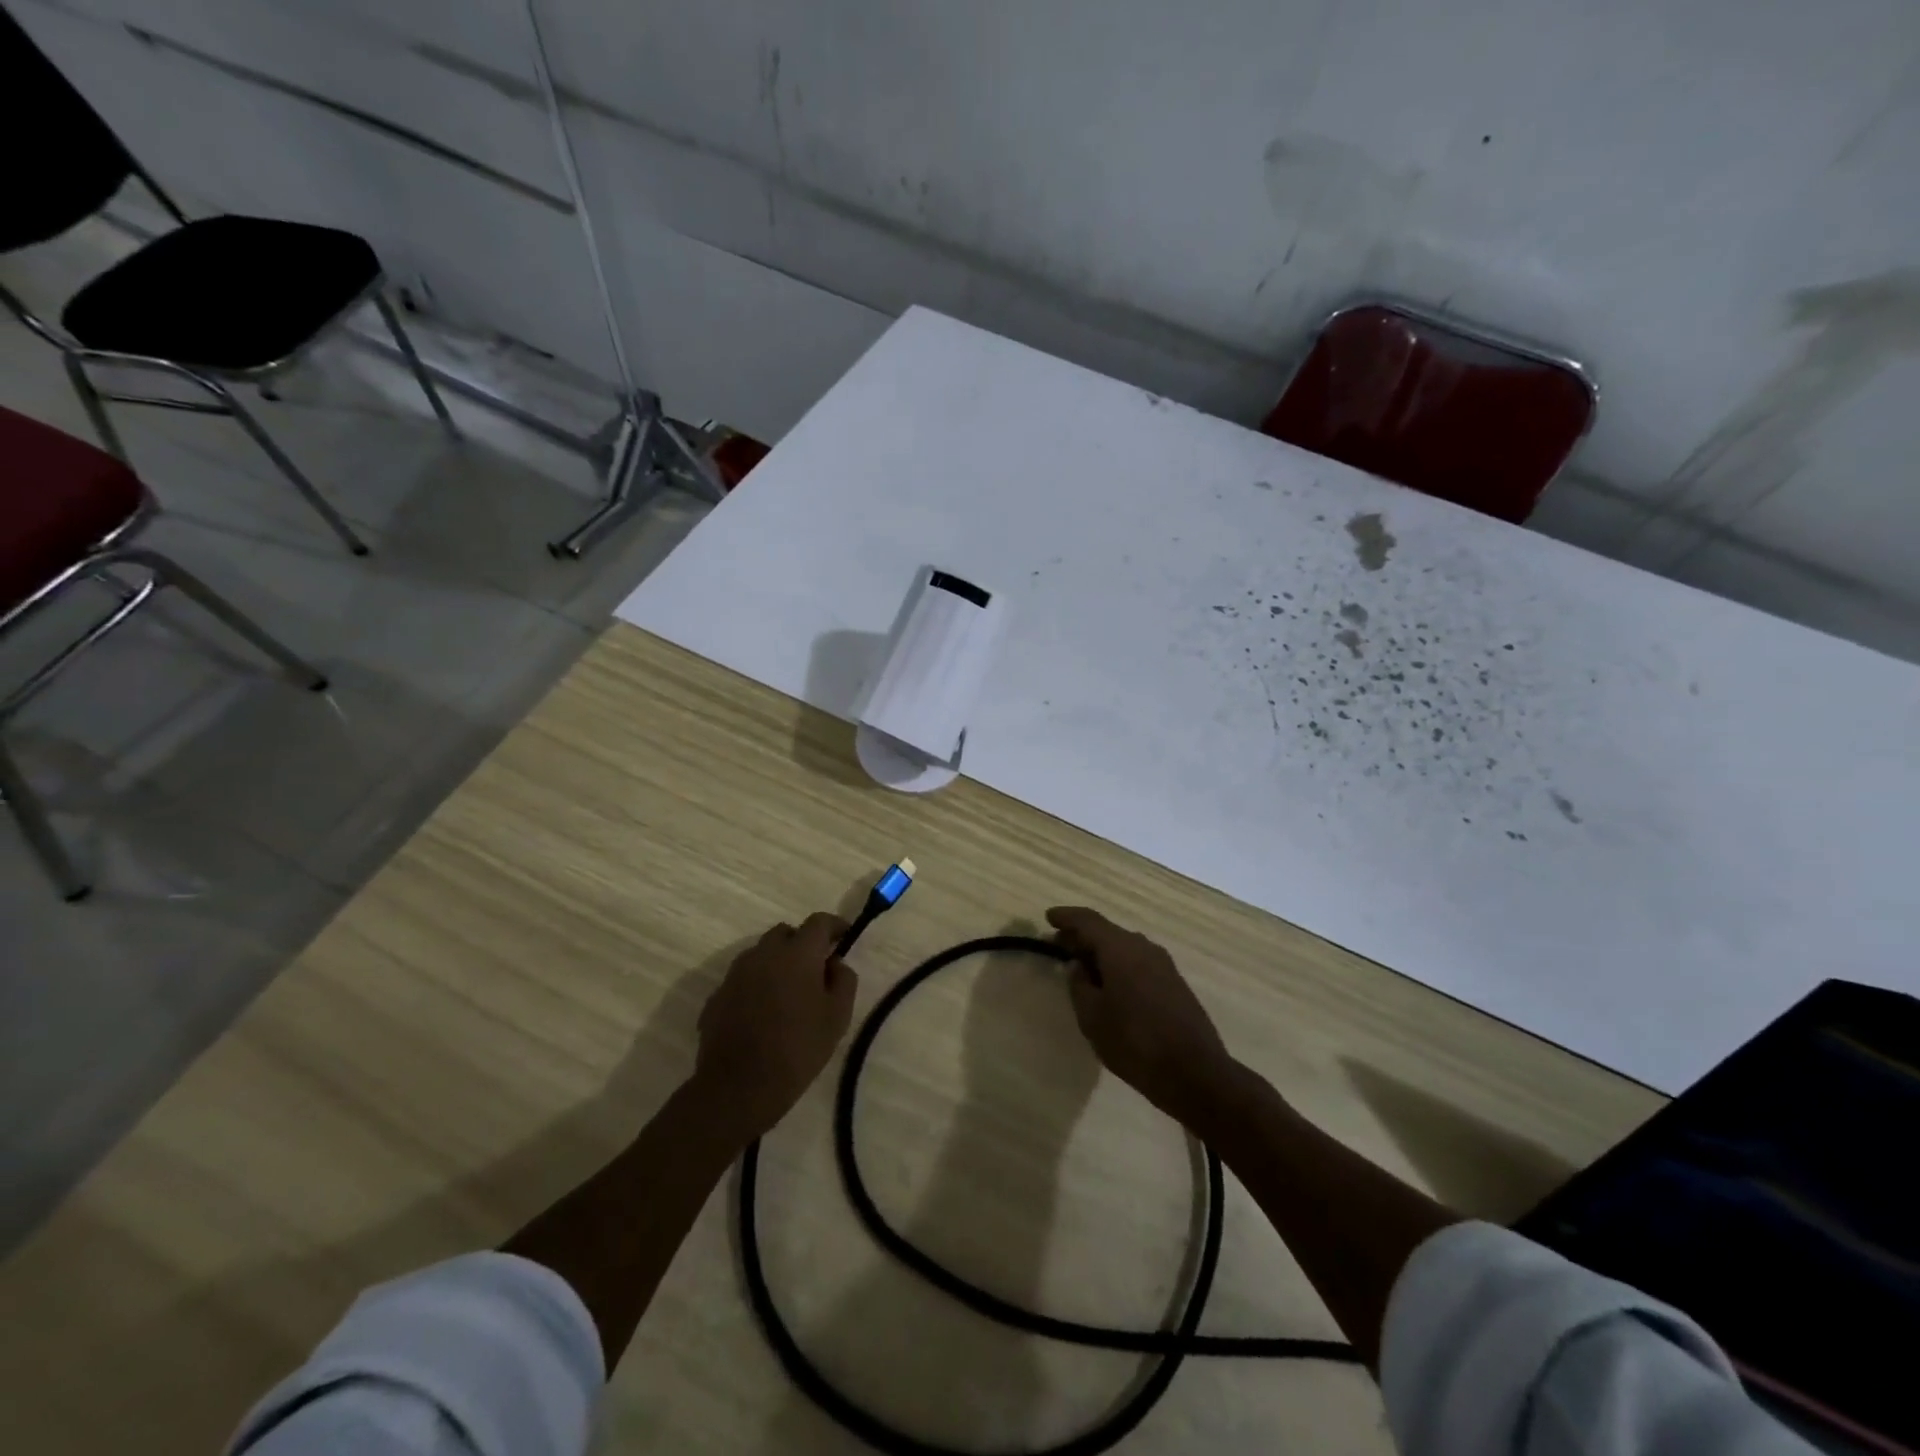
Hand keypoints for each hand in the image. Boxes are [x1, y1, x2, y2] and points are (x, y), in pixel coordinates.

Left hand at [694, 912, 857, 1140]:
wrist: (737, 1088)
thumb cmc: (797, 1049)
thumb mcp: (837, 1017)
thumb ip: (843, 981)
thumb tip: (835, 963)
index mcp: (797, 953)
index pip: (818, 922)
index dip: (834, 925)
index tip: (844, 937)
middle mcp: (763, 954)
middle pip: (785, 933)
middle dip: (802, 943)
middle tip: (816, 969)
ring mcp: (735, 974)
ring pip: (761, 954)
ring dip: (778, 963)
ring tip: (789, 994)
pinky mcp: (717, 996)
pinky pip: (744, 979)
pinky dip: (757, 985)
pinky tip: (764, 1014)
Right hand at [1047, 907, 1234, 1127]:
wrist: (1195, 1073)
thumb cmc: (1134, 1042)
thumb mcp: (1092, 1017)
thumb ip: (1079, 985)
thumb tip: (1078, 966)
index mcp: (1120, 949)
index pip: (1088, 921)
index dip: (1067, 918)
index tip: (1048, 918)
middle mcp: (1143, 947)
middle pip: (1107, 932)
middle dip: (1082, 937)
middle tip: (1058, 945)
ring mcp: (1164, 965)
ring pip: (1124, 948)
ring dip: (1101, 953)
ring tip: (1082, 968)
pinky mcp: (1175, 984)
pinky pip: (1138, 963)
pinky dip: (1119, 966)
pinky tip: (1110, 985)